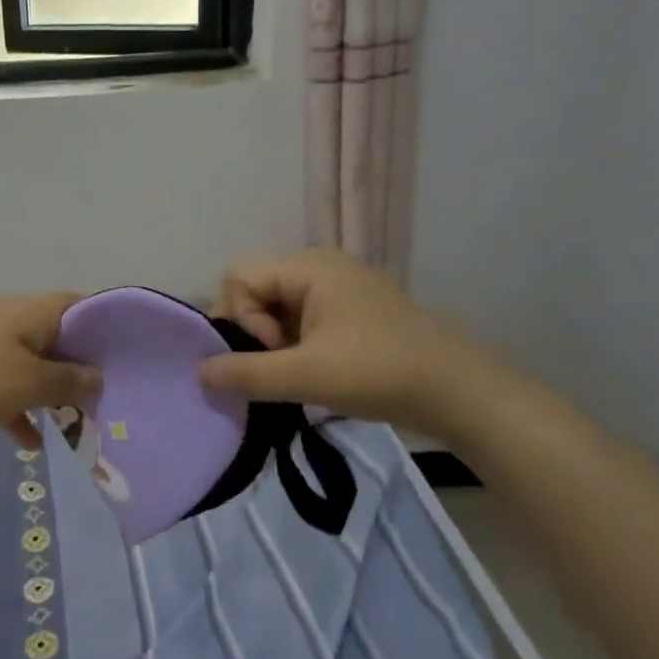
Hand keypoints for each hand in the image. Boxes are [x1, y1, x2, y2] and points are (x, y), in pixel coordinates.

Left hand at [0, 294, 101, 444]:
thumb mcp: (27, 384)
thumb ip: (68, 381)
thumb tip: (98, 376)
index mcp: (32, 313)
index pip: (81, 307)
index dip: (106, 331)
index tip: (125, 363)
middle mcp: (11, 319)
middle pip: (58, 339)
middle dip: (80, 370)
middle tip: (103, 401)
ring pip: (31, 364)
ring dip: (50, 393)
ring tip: (73, 425)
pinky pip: (2, 384)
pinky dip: (17, 407)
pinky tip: (27, 442)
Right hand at [201, 249, 473, 425]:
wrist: (459, 392)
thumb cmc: (378, 373)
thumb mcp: (305, 376)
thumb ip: (246, 373)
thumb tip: (199, 372)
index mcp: (308, 266)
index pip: (238, 277)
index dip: (241, 317)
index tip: (274, 352)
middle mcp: (320, 265)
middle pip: (256, 289)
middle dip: (255, 331)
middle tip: (281, 367)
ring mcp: (339, 286)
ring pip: (277, 306)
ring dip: (275, 342)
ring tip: (298, 374)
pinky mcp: (352, 309)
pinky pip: (302, 316)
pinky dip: (295, 343)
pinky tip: (313, 370)